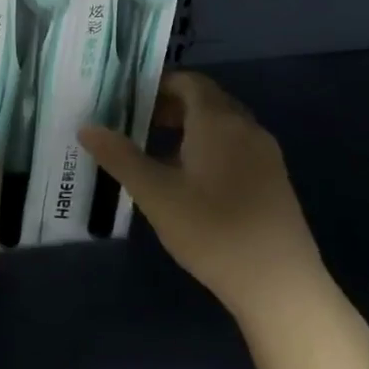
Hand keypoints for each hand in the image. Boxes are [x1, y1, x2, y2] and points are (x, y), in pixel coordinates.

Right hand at [81, 71, 333, 331]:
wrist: (281, 286)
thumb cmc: (213, 231)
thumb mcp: (156, 194)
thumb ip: (120, 157)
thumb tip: (87, 127)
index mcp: (218, 120)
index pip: (188, 81)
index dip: (158, 85)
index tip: (128, 100)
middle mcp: (246, 127)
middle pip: (206, 100)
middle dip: (170, 106)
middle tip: (136, 125)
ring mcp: (265, 154)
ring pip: (222, 125)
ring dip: (189, 129)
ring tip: (157, 154)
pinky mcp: (274, 181)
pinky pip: (236, 147)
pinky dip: (210, 148)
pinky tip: (191, 183)